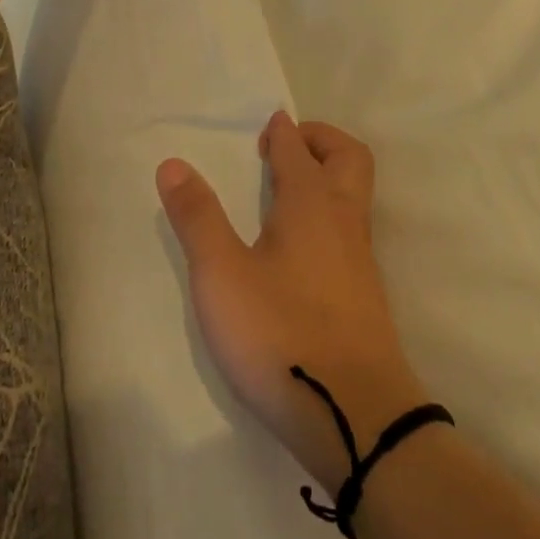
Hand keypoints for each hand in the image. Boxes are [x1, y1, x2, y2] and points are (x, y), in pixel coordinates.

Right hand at [157, 113, 429, 493]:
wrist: (356, 415)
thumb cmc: (281, 335)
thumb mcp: (222, 276)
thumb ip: (198, 218)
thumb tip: (174, 163)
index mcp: (311, 203)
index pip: (299, 149)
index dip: (284, 131)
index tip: (270, 122)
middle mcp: (343, 220)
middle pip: (349, 157)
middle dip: (322, 139)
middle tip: (288, 144)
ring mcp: (361, 258)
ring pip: (355, 193)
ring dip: (329, 174)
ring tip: (287, 190)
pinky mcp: (366, 293)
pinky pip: (352, 227)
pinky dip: (331, 210)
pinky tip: (303, 245)